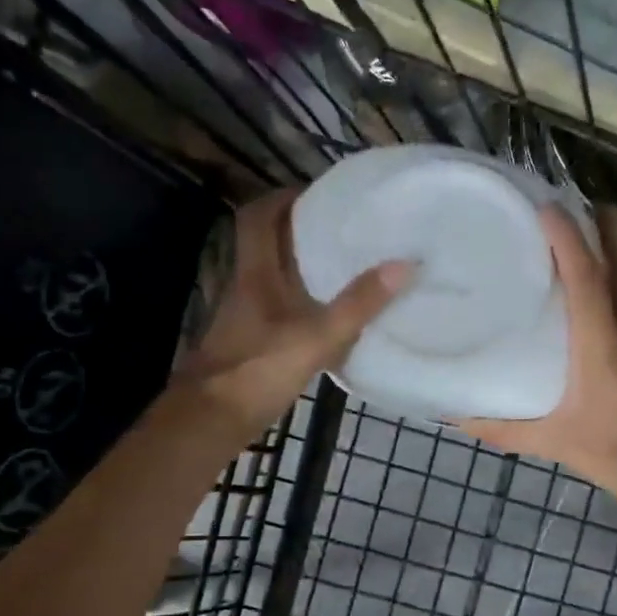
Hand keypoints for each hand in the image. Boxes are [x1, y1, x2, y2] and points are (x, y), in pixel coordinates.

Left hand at [175, 190, 411, 435]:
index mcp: (255, 274)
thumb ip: (358, 304)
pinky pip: (282, 309)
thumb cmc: (258, 371)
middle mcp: (247, 288)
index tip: (320, 194)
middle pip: (268, 244)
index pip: (258, 217)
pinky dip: (305, 303)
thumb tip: (405, 264)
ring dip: (304, 267)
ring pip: (275, 277)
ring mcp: (248, 318)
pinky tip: (332, 317)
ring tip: (348, 266)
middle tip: (345, 228)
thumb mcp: (316, 337)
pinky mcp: (253, 344)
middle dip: (302, 230)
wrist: (211, 421)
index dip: (284, 198)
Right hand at [458, 205, 616, 512]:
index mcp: (603, 342)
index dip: (567, 235)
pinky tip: (606, 285)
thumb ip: (502, 429)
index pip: (587, 273)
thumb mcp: (555, 442)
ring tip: (587, 233)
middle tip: (573, 207)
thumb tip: (455, 418)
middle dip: (607, 218)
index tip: (545, 206)